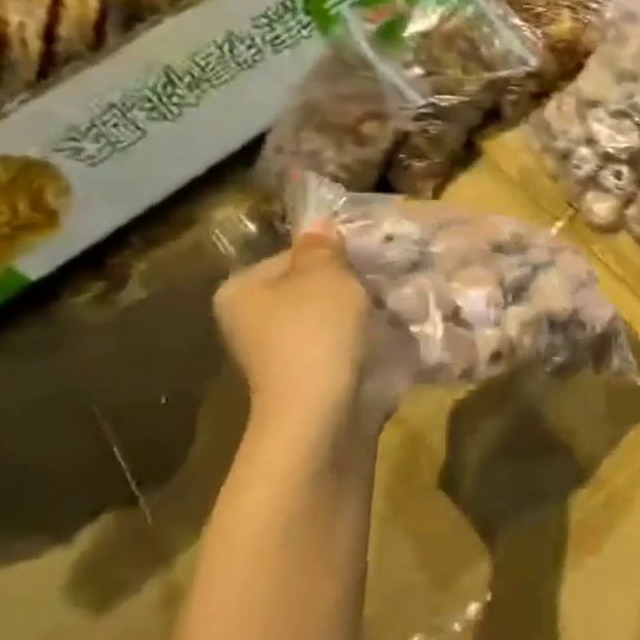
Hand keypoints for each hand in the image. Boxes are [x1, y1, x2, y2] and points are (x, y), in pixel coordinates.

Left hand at [214, 226, 374, 430]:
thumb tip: (319, 225)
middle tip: (389, 284)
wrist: (322, 414)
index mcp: (242, 290)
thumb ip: (324, 247)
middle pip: (313, 289)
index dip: (337, 254)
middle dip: (353, 287)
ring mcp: (280, 356)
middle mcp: (251, 322)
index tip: (372, 260)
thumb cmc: (316, 332)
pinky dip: (365, 345)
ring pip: (332, 321)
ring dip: (364, 316)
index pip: (294, 255)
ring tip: (397, 312)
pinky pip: (343, 350)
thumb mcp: (325, 275)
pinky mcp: (310, 381)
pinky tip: (390, 342)